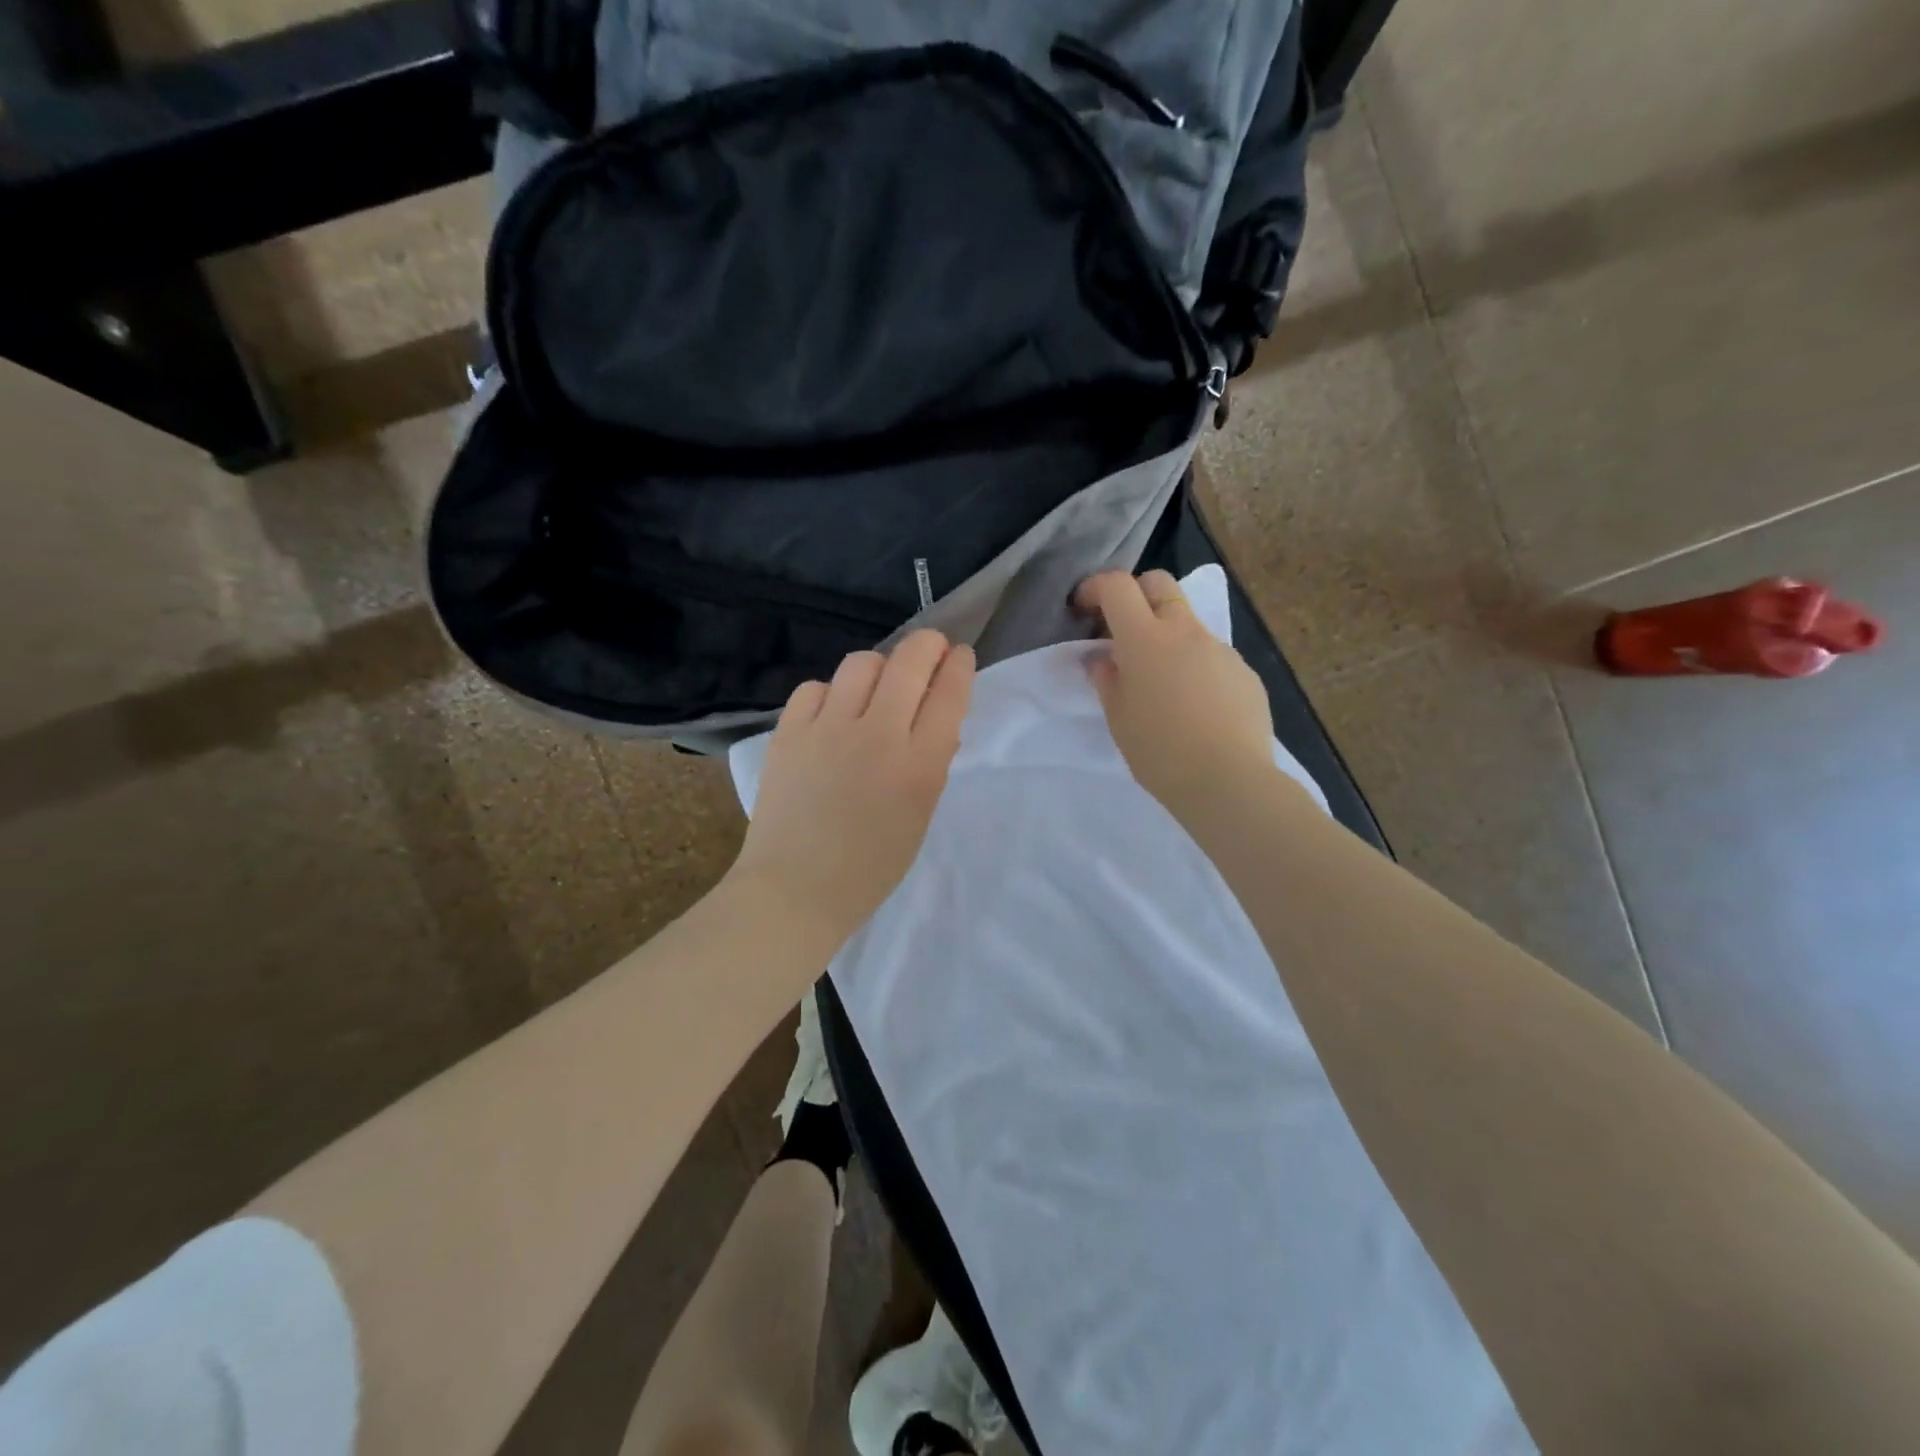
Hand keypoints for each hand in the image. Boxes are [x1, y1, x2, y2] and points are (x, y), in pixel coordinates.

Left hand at [730, 630, 975, 949]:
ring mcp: (828, 729)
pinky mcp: (788, 732)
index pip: (949, 692)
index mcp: (919, 765)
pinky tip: (832, 714)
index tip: (959, 656)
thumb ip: (930, 762)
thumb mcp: (920, 815)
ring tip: (877, 687)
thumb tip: (933, 719)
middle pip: (909, 660)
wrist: (796, 889)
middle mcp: (877, 735)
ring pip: (861, 663)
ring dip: (879, 667)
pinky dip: (831, 693)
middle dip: (928, 645)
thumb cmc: (870, 866)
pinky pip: (815, 688)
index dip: (959, 664)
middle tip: (930, 650)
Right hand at [1074, 570, 1274, 818]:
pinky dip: (1194, 665)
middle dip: (1135, 594)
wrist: (1229, 781)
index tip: (1083, 608)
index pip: (1117, 587)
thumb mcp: (1118, 718)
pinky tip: (1195, 706)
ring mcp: (1220, 649)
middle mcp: (1185, 632)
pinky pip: (1212, 655)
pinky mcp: (1244, 672)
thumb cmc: (1160, 752)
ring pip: (1188, 621)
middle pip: (1159, 584)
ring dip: (1167, 634)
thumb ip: (1107, 679)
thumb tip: (1103, 658)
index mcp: (1145, 639)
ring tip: (1161, 681)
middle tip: (1121, 629)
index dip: (1095, 588)